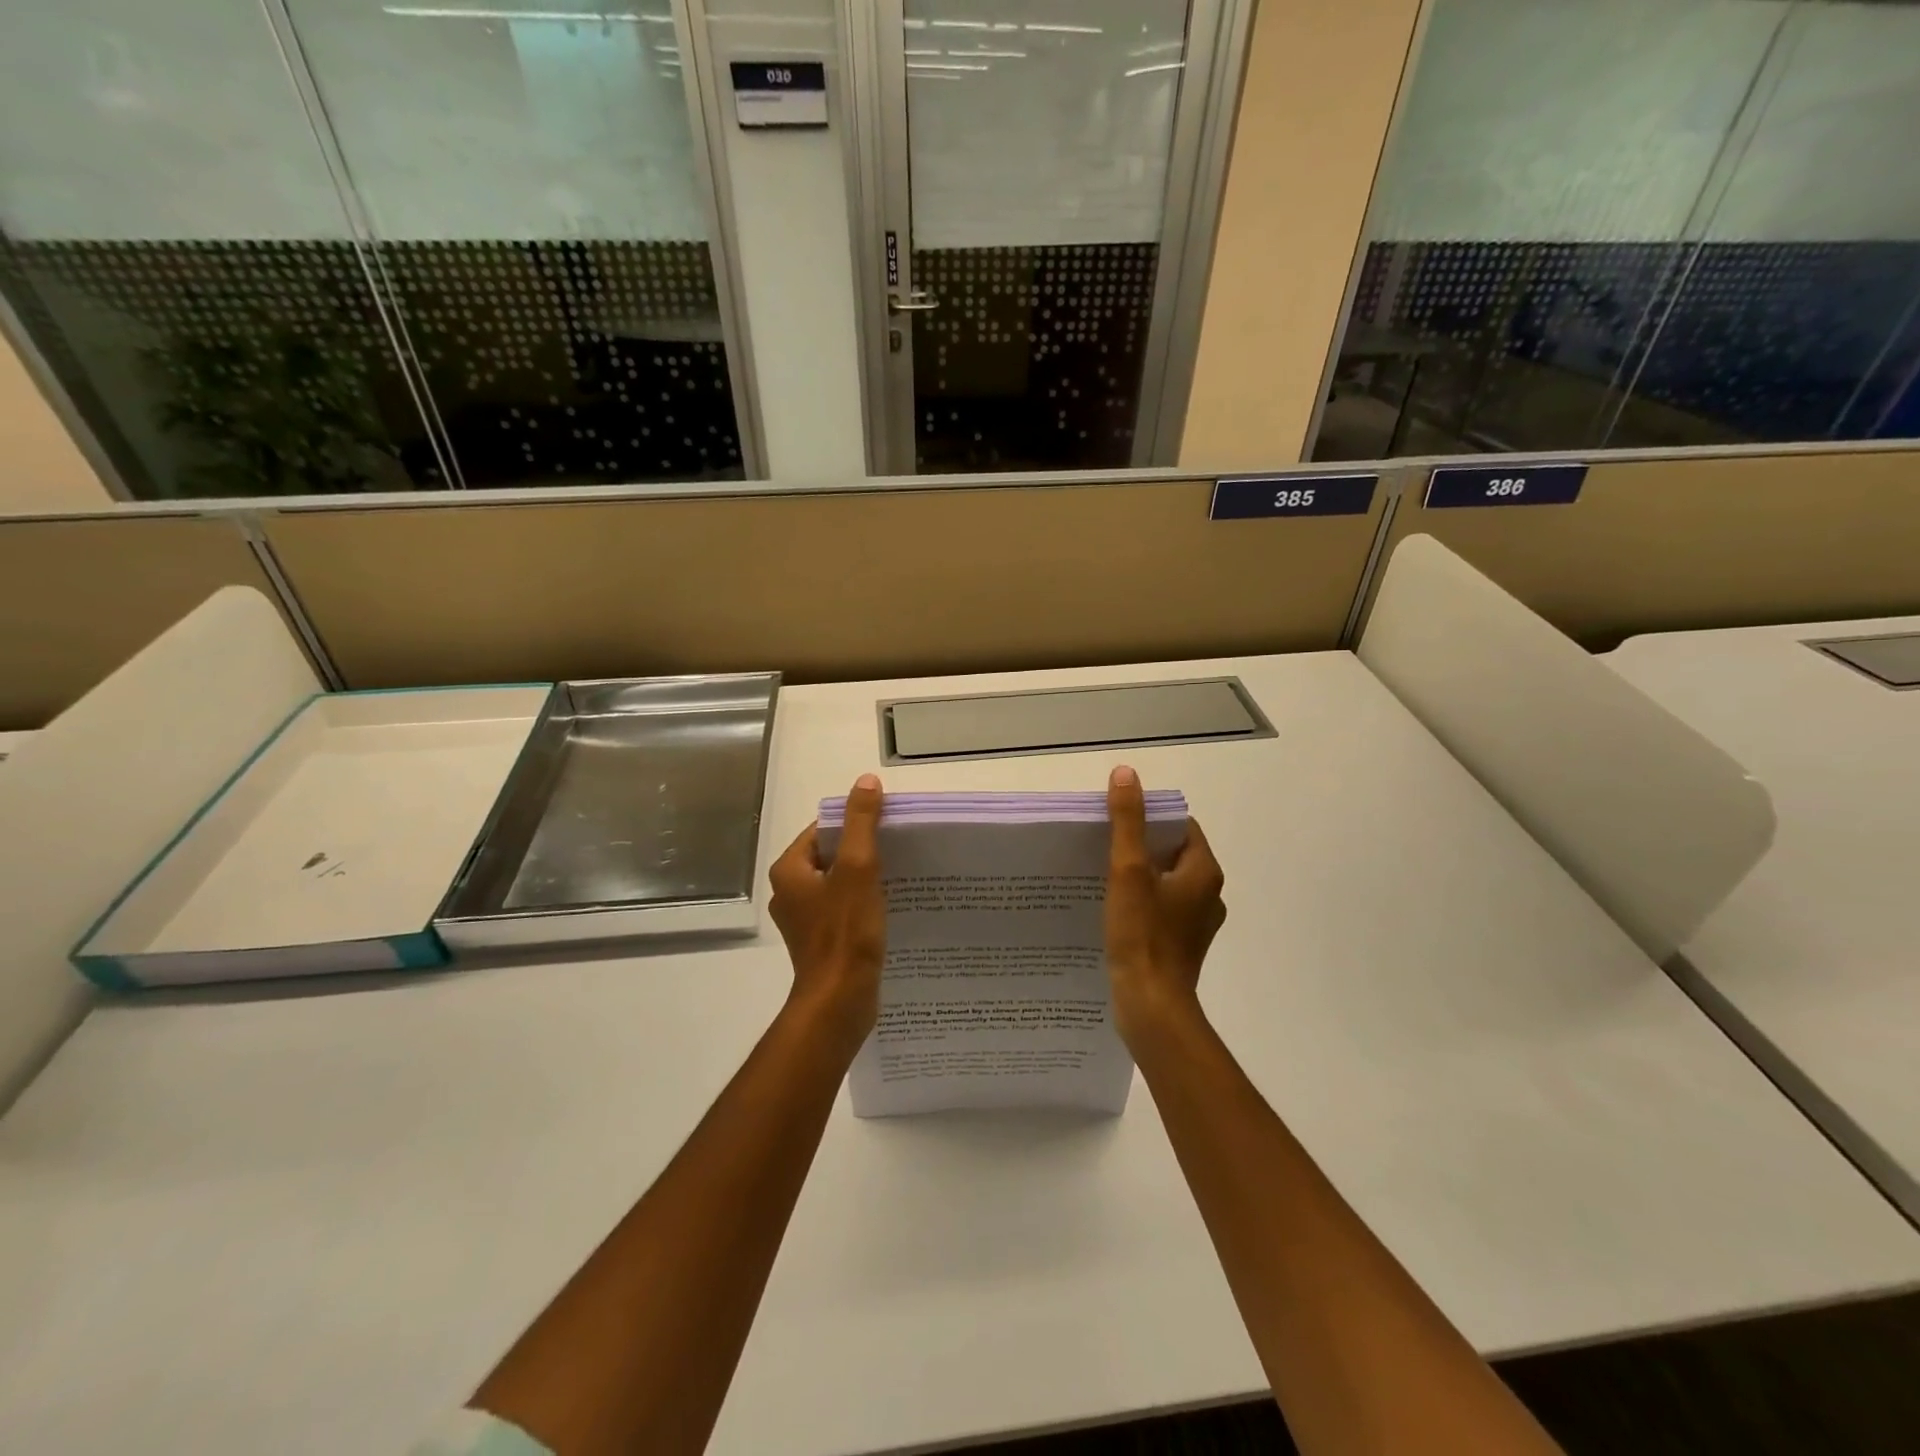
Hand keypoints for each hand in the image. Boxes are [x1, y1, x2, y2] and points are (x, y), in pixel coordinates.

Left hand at [768, 774, 886, 1054]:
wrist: (839, 1001)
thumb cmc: (845, 931)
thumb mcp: (858, 867)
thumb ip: (861, 822)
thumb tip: (866, 781)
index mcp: (790, 870)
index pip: (824, 830)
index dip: (855, 824)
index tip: (888, 827)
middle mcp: (789, 892)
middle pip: (831, 856)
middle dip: (863, 851)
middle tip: (899, 850)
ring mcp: (803, 920)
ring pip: (838, 884)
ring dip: (865, 878)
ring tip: (900, 876)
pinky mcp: (820, 942)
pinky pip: (842, 910)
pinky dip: (862, 903)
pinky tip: (889, 907)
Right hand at [1104, 764, 1226, 1047]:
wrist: (1151, 1007)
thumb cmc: (1142, 935)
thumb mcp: (1129, 870)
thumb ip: (1127, 821)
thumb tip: (1127, 773)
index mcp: (1204, 872)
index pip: (1181, 828)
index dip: (1150, 819)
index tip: (1118, 822)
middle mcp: (1208, 896)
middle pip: (1173, 855)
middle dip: (1141, 847)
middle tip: (1103, 846)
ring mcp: (1196, 925)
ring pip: (1166, 885)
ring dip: (1139, 877)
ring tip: (1102, 876)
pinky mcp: (1180, 947)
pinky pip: (1161, 911)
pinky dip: (1141, 904)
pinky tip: (1113, 911)